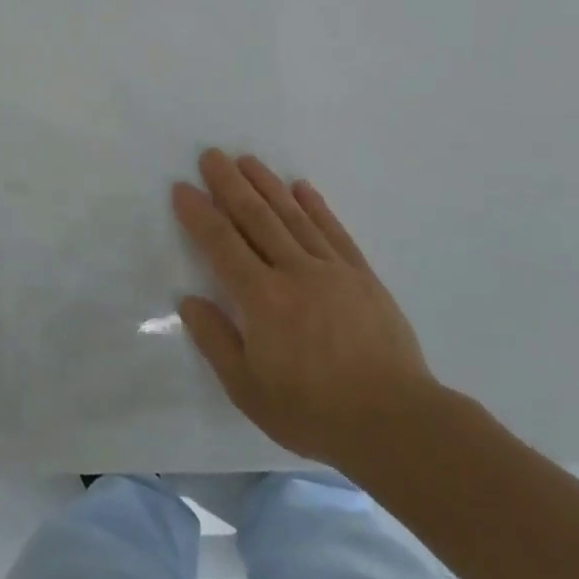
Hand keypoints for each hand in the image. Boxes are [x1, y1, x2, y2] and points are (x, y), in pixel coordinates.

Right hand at [172, 150, 440, 467]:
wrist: (396, 422)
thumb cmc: (314, 412)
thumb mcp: (249, 391)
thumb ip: (216, 341)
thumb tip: (189, 301)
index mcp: (263, 300)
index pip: (222, 245)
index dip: (200, 214)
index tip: (183, 188)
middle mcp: (294, 272)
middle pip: (256, 218)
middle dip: (230, 184)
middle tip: (211, 155)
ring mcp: (332, 270)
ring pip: (293, 216)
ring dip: (267, 185)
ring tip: (247, 160)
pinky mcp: (362, 276)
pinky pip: (334, 231)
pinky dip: (316, 207)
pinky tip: (302, 188)